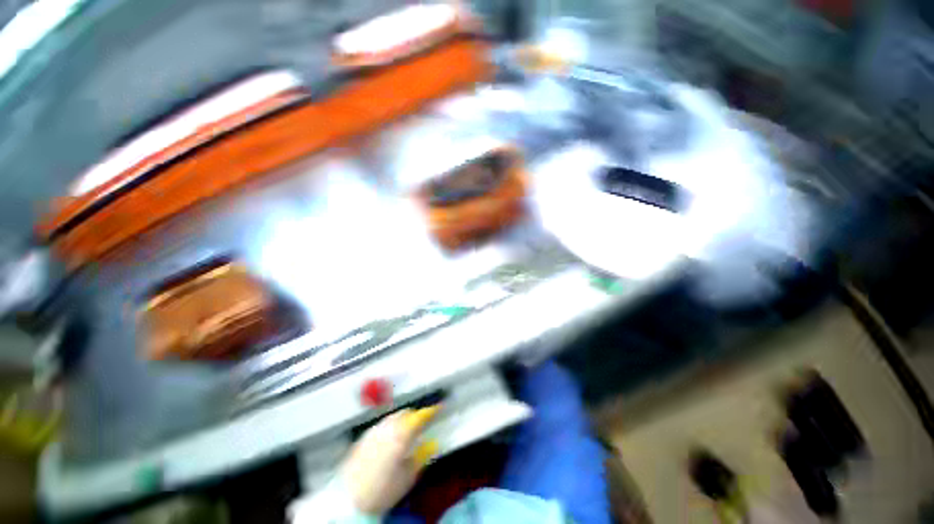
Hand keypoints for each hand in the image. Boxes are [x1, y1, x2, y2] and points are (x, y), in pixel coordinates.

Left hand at [341, 407, 439, 514]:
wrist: (348, 500)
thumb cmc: (383, 490)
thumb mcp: (408, 477)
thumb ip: (422, 455)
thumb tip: (433, 443)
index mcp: (402, 433)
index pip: (421, 416)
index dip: (432, 410)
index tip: (440, 408)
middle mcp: (388, 426)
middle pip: (406, 413)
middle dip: (416, 415)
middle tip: (423, 424)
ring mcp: (374, 430)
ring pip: (393, 417)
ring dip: (403, 420)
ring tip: (407, 431)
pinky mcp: (363, 437)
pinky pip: (382, 425)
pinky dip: (390, 427)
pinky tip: (390, 439)